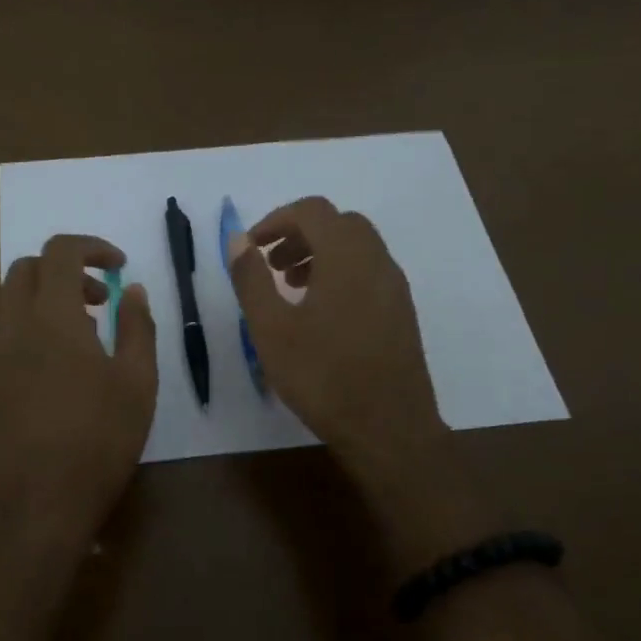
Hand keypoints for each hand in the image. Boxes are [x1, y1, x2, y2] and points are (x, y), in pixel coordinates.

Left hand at [0, 235, 156, 563]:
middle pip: (27, 269)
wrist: (31, 506)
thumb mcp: (136, 383)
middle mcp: (11, 326)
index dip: (91, 247)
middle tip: (100, 299)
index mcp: (51, 316)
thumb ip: (137, 327)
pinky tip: (58, 371)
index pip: (60, 252)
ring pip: (10, 302)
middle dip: (65, 270)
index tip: (119, 265)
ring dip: (46, 300)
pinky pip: (4, 334)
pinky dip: (31, 328)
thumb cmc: (96, 441)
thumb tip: (132, 290)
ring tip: (84, 337)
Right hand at [228, 197, 444, 489]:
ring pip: (356, 247)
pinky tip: (319, 313)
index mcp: (346, 257)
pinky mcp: (402, 312)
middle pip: (338, 223)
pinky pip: (369, 272)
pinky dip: (340, 273)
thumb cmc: (323, 377)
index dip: (276, 219)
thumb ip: (252, 279)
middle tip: (271, 264)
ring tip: (290, 285)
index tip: (252, 247)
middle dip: (299, 234)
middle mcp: (377, 261)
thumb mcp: (271, 329)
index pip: (312, 211)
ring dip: (320, 253)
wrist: (389, 429)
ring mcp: (395, 287)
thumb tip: (239, 240)